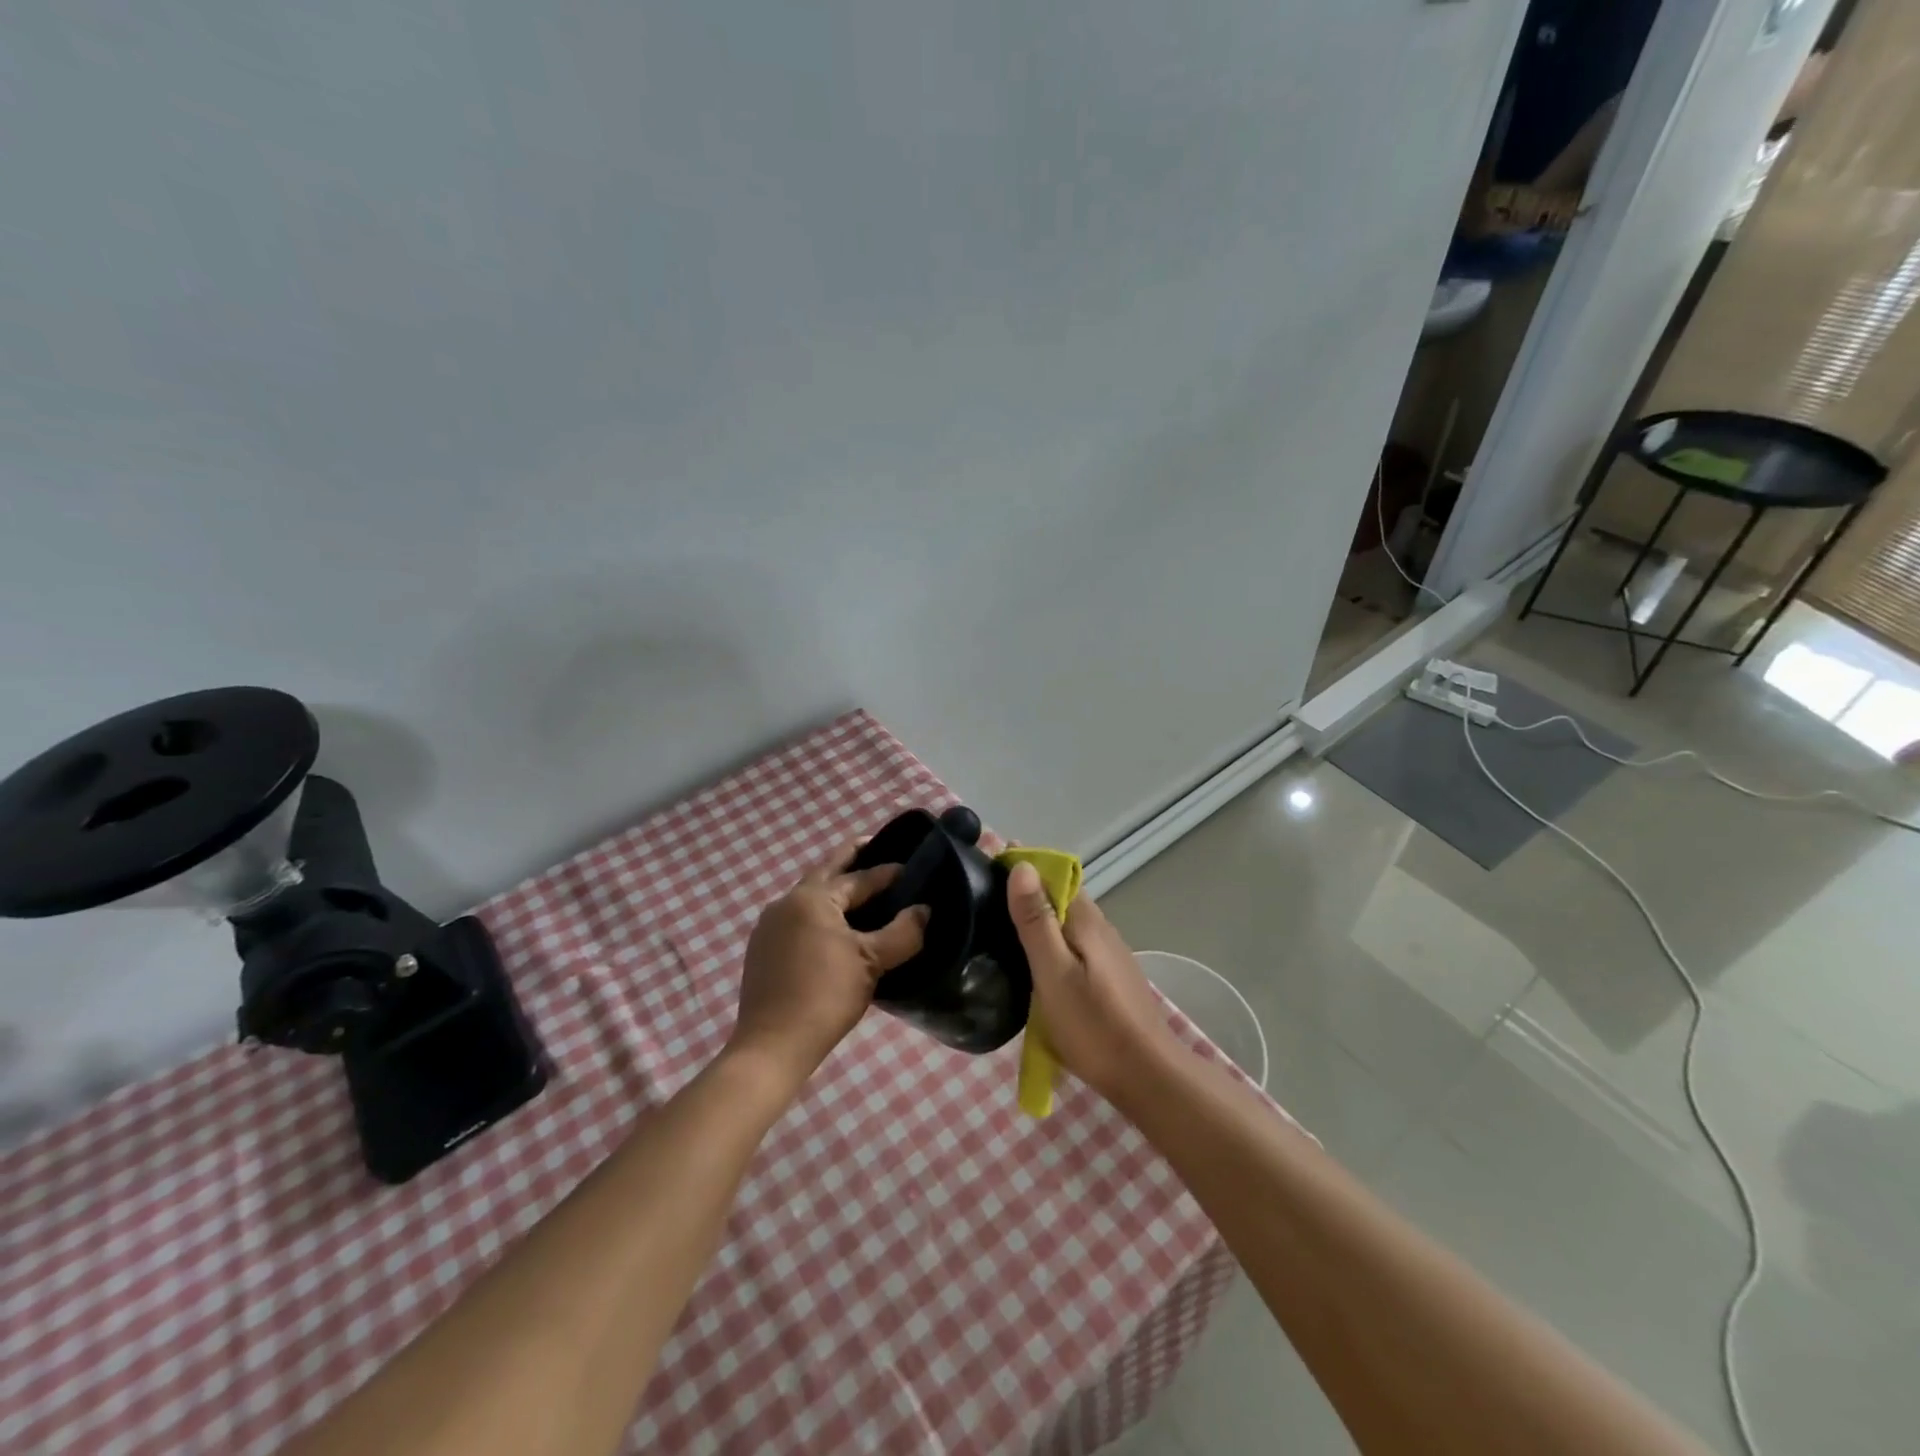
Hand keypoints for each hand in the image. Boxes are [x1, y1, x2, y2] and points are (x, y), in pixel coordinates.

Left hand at [730, 842, 928, 1089]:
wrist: (772, 1045)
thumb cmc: (826, 995)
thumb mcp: (872, 962)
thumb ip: (903, 932)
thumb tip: (924, 910)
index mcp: (813, 897)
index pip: (858, 877)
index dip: (887, 873)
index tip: (910, 869)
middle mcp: (786, 902)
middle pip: (826, 872)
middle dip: (851, 860)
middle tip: (875, 849)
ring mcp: (769, 926)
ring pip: (809, 896)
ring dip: (834, 889)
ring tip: (861, 893)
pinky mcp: (762, 949)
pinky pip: (797, 918)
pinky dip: (819, 913)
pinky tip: (833, 929)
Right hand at [1006, 863, 1180, 1103]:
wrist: (1147, 1075)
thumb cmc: (1094, 1025)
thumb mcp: (1054, 973)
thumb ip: (1037, 920)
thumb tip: (1022, 866)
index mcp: (1086, 919)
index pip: (1052, 873)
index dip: (1021, 865)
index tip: (984, 870)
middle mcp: (1100, 926)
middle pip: (1059, 894)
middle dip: (1025, 890)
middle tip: (982, 902)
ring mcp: (1107, 951)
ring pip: (1066, 920)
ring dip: (1037, 916)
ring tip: (999, 929)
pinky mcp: (1108, 974)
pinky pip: (1072, 942)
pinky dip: (1049, 940)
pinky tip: (1032, 960)